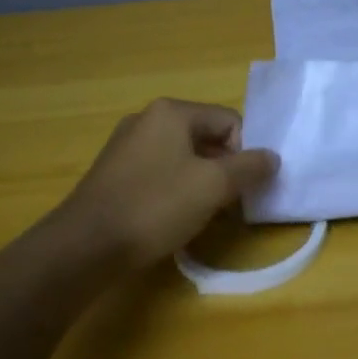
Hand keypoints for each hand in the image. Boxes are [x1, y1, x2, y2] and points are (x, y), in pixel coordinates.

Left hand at [51, 99, 278, 270]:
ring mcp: (126, 146)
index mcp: (172, 112)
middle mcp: (147, 120)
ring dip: (201, 182)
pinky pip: (159, 173)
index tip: (243, 187)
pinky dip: (175, 190)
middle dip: (224, 168)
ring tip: (204, 214)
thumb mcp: (213, 186)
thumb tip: (272, 157)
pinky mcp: (114, 173)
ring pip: (182, 157)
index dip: (245, 152)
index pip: (229, 120)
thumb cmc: (155, 206)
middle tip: (230, 203)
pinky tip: (173, 218)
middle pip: (206, 137)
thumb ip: (249, 167)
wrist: (85, 246)